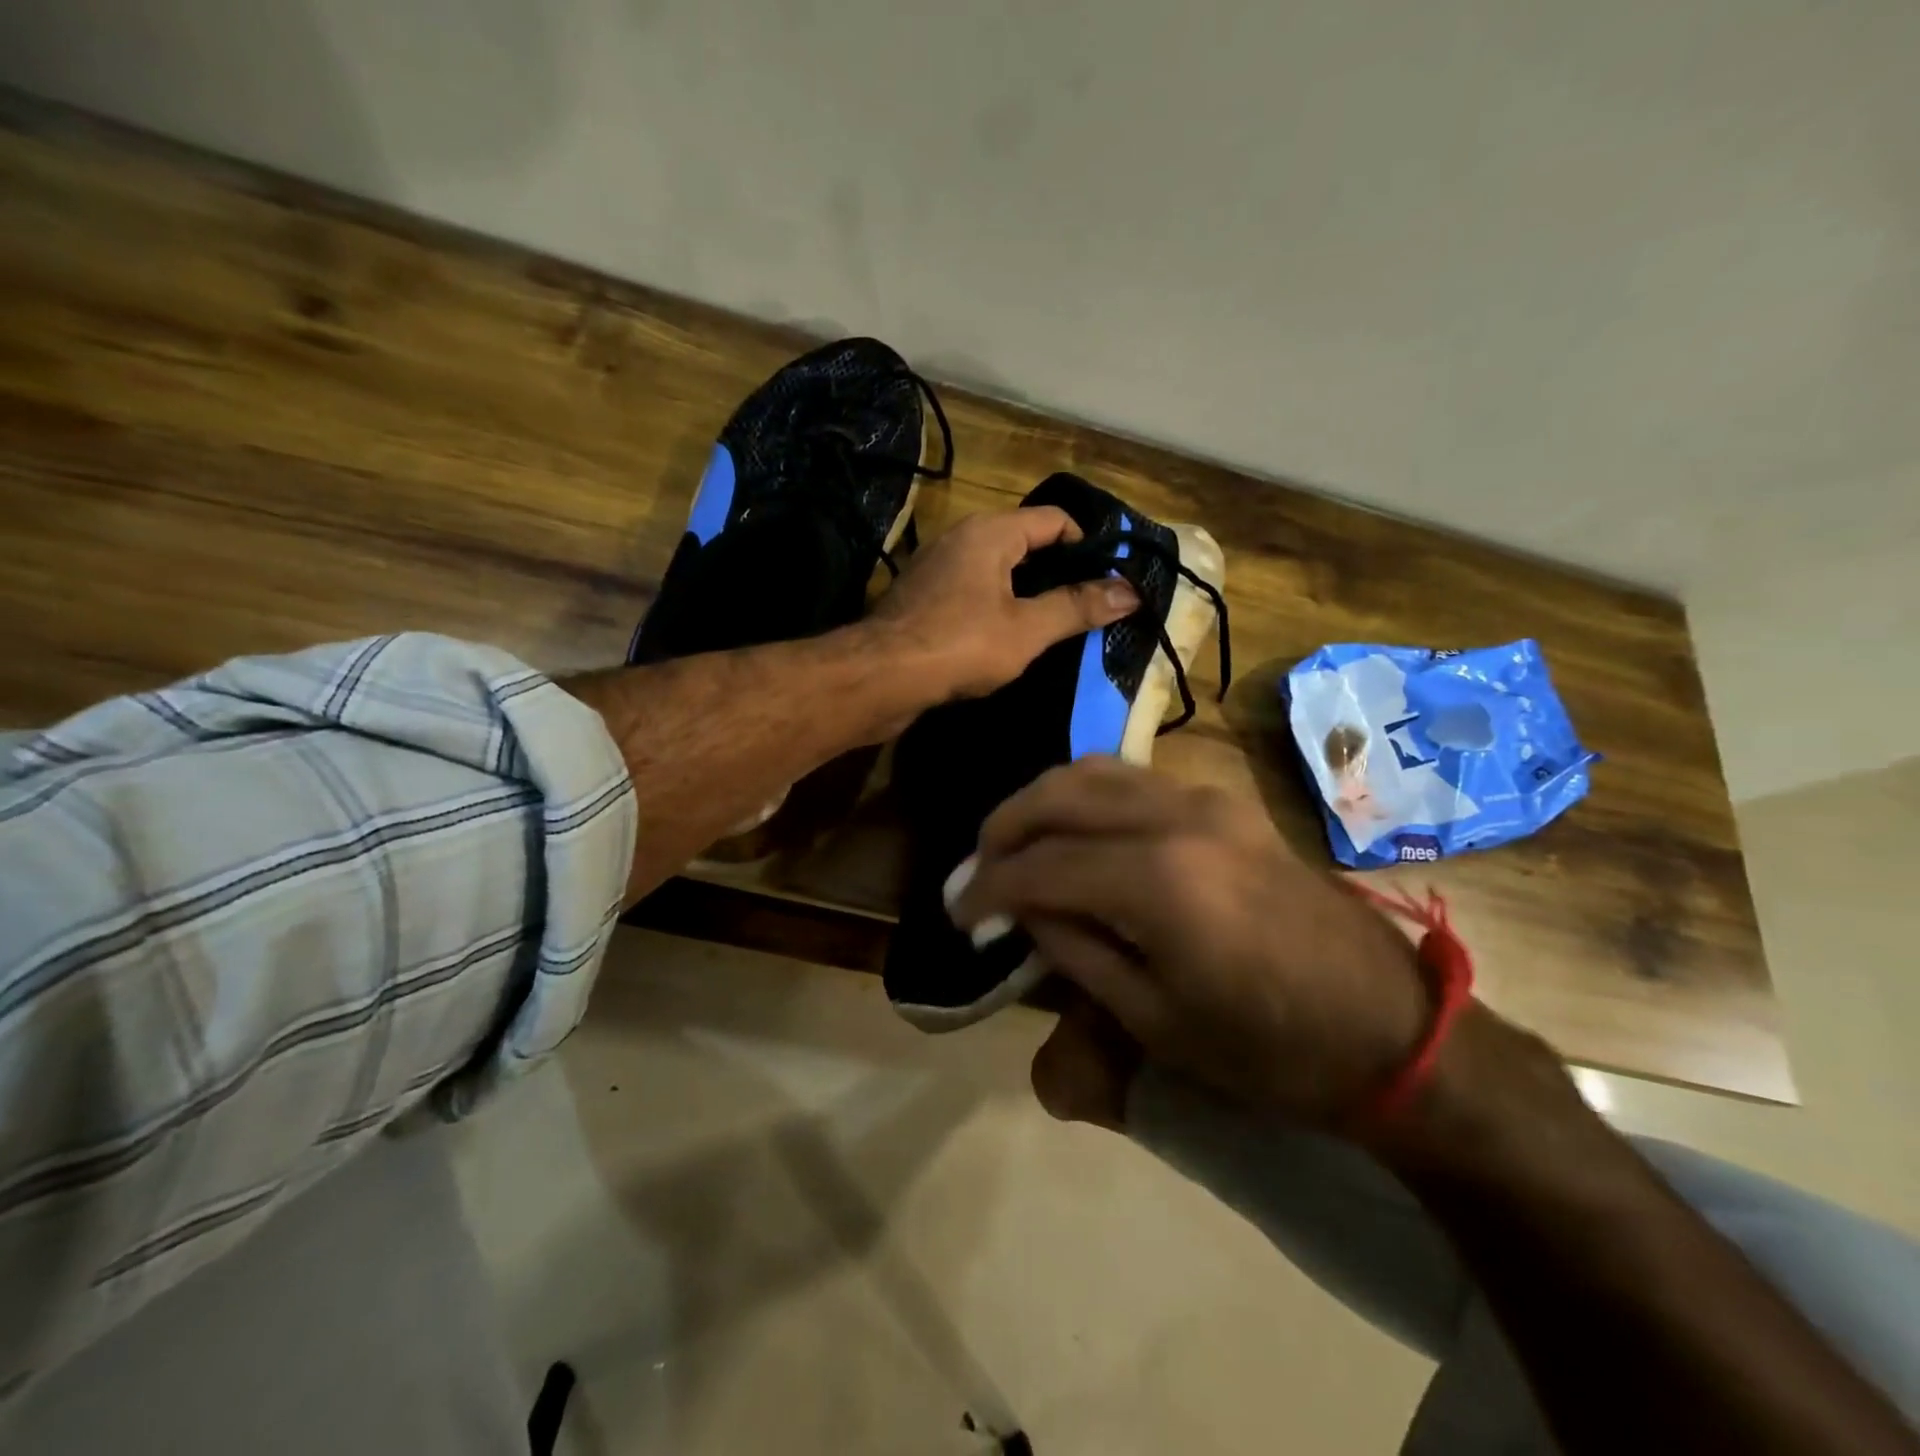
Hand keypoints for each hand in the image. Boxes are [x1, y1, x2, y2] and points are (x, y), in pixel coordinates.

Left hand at [868, 507, 1139, 701]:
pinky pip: (972, 593)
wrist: (878, 677)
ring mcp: (936, 568)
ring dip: (1027, 594)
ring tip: (1055, 627)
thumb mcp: (1027, 629)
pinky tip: (1008, 641)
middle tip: (1088, 607)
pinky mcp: (922, 599)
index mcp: (990, 531)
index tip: (1109, 580)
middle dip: (1058, 572)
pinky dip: (996, 608)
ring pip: (997, 570)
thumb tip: (1131, 592)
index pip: (1054, 519)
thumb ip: (1077, 607)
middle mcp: (961, 538)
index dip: (1088, 545)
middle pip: (1025, 542)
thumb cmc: (958, 645)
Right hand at [954, 757, 1432, 1127]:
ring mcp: (1206, 800)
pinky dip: (1086, 796)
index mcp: (1160, 880)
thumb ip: (1075, 949)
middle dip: (1004, 828)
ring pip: (1095, 771)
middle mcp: (1178, 817)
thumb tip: (1021, 908)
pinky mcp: (1225, 803)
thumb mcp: (1154, 1020)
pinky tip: (1073, 832)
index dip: (988, 887)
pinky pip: (1133, 780)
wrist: (1393, 1031)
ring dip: (1042, 802)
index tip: (957, 911)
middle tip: (975, 871)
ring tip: (1013, 845)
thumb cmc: (1269, 1051)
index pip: (1042, 866)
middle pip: (1060, 795)